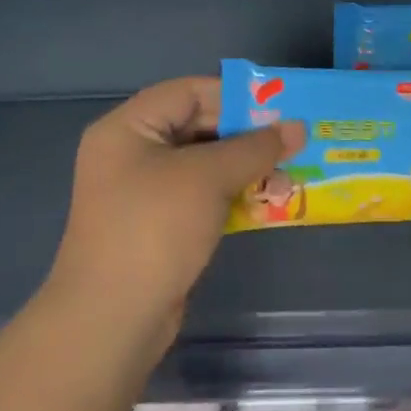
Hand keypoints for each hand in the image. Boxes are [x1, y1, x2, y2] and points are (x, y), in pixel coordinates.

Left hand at [48, 78, 304, 332]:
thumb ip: (254, 148)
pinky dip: (234, 195)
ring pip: (205, 165)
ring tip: (289, 177)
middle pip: (199, 127)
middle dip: (248, 137)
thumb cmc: (155, 228)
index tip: (282, 107)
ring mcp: (144, 192)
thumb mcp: (208, 177)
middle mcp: (132, 153)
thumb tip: (297, 126)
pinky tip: (269, 202)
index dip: (237, 96)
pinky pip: (202, 196)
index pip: (189, 92)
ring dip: (247, 169)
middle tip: (294, 143)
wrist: (113, 318)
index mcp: (128, 128)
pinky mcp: (159, 225)